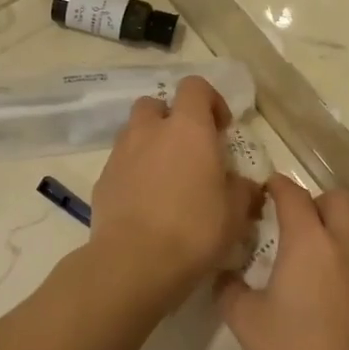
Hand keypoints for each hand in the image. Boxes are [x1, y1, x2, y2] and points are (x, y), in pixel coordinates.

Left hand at [89, 76, 261, 300]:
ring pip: (134, 133)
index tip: (221, 129)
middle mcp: (150, 131)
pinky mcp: (102, 180)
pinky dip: (133, 172)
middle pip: (156, 104)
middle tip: (189, 149)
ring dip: (150, 144)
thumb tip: (246, 185)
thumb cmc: (194, 230)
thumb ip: (242, 190)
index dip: (210, 101)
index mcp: (188, 128)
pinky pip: (121, 164)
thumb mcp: (235, 213)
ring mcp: (121, 154)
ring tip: (166, 178)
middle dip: (171, 119)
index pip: (195, 87)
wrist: (134, 262)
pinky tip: (146, 203)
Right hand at [219, 177, 348, 349]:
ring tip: (304, 257)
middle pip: (340, 198)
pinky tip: (323, 291)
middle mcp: (343, 245)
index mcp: (309, 242)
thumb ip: (229, 290)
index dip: (278, 185)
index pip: (294, 194)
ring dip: (331, 231)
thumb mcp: (246, 321)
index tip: (263, 189)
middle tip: (293, 220)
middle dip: (317, 199)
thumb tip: (223, 276)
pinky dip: (342, 261)